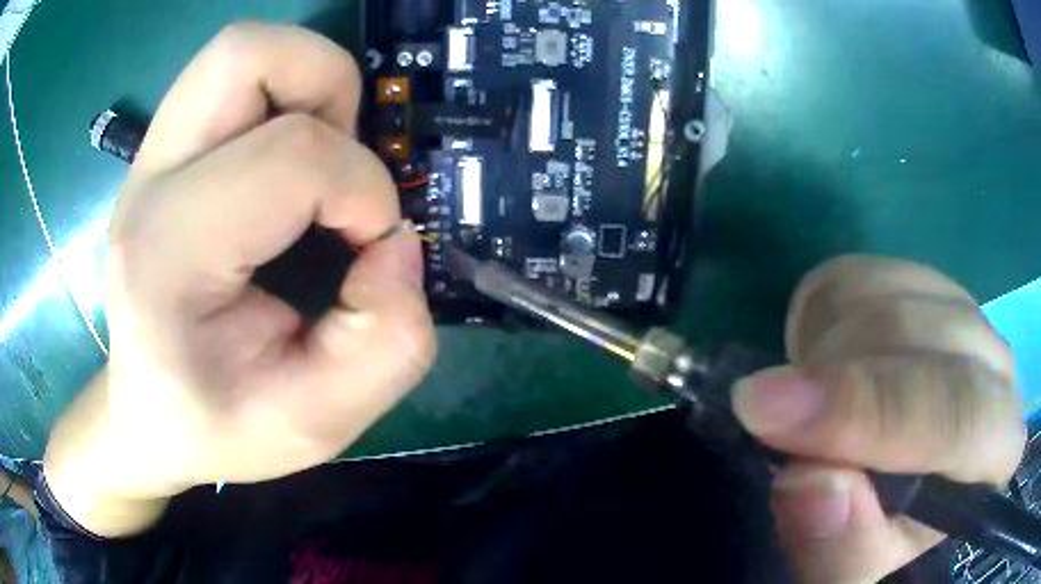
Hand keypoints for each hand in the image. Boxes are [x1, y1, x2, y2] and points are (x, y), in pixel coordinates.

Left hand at [44, 23, 435, 536]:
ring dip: (305, 84)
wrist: (147, 415)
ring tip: (314, 161)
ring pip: (241, 50)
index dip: (363, 192)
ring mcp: (148, 158)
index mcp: (169, 255)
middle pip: (247, 53)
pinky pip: (233, 77)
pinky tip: (282, 165)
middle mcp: (149, 183)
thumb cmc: (218, 428)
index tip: (371, 249)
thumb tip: (397, 243)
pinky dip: (281, 96)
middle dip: (328, 92)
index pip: (291, 156)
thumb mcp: (320, 424)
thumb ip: (390, 342)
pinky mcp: (160, 152)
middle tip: (338, 171)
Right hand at [734, 256, 1024, 582]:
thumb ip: (839, 550)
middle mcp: (996, 366)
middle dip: (838, 379)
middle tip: (763, 410)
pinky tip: (824, 360)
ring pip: (890, 296)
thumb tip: (811, 484)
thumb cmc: (879, 532)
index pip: (963, 414)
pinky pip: (863, 273)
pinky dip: (824, 314)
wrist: (891, 477)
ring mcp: (963, 312)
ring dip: (826, 349)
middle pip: (923, 341)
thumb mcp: (851, 567)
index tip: (774, 418)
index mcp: (997, 450)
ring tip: (806, 400)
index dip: (875, 415)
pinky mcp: (921, 282)